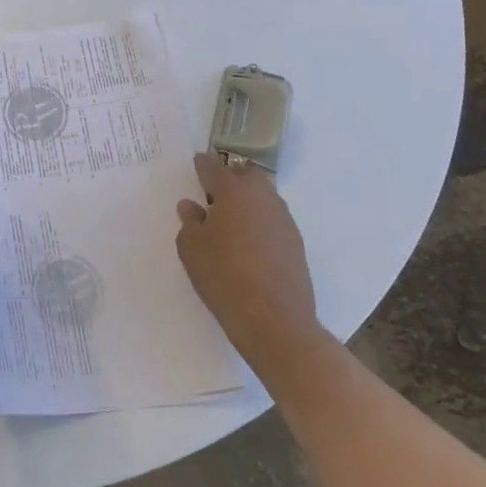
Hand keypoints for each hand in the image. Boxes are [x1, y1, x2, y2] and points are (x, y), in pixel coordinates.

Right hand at [176, 153, 319, 352]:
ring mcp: (283, 220)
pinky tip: (249, 244)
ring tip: (231, 221)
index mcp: (233, 191)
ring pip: (263, 197)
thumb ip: (189, 222)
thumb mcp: (191, 248)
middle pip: (246, 175)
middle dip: (230, 178)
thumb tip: (192, 207)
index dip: (201, 165)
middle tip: (213, 195)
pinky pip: (273, 220)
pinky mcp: (296, 243)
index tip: (196, 166)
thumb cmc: (224, 277)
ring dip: (247, 201)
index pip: (213, 166)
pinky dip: (260, 222)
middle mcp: (262, 197)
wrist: (275, 321)